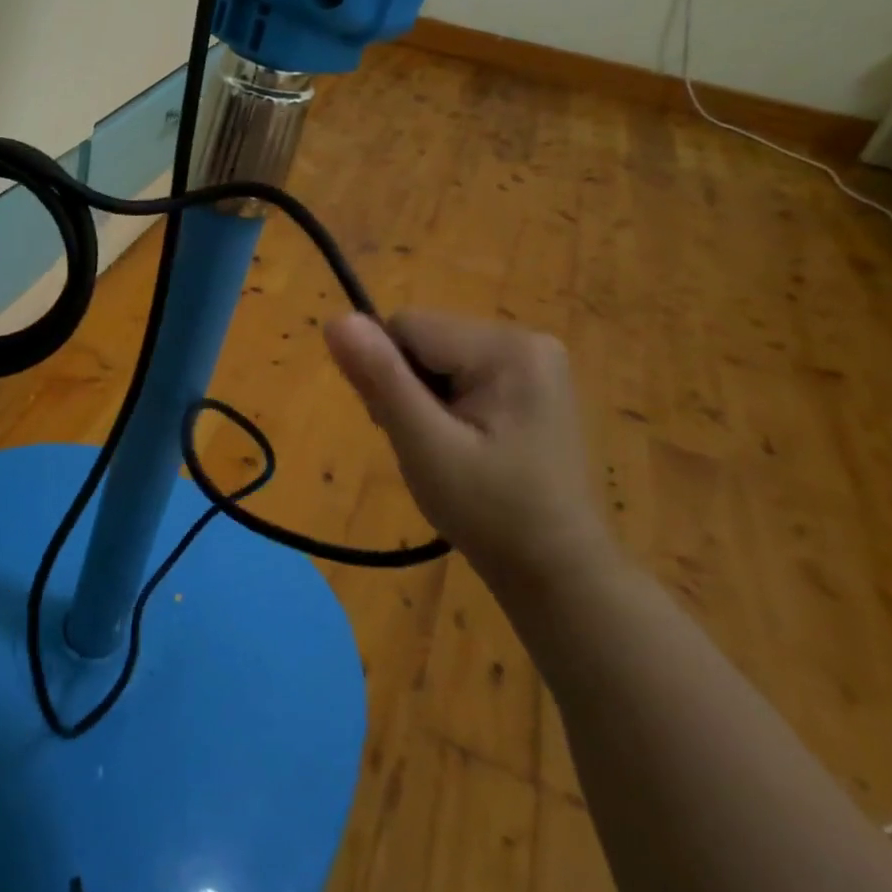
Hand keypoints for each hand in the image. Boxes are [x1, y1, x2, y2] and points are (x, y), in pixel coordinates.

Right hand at [324, 311, 612, 587]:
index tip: (406, 428)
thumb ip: (380, 378)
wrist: (556, 571)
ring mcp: (533, 361)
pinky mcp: (530, 382)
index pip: (406, 328)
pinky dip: (445, 405)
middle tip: (427, 446)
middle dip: (407, 388)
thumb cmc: (489, 512)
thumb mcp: (424, 446)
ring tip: (446, 450)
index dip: (388, 375)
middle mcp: (525, 338)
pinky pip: (459, 373)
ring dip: (423, 399)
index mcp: (506, 347)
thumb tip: (334, 320)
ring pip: (436, 357)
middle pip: (423, 339)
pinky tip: (464, 444)